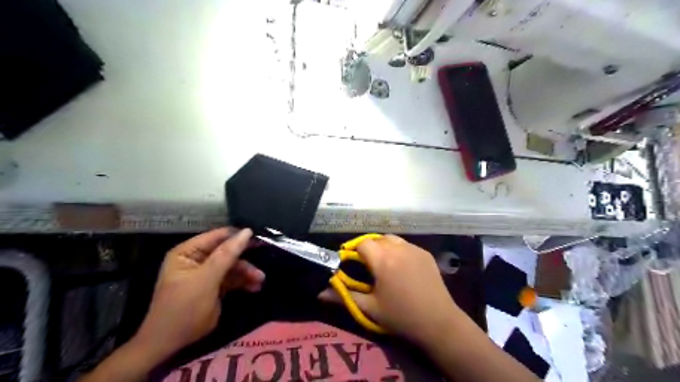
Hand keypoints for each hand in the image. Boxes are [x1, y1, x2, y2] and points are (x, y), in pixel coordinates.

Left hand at [133, 228, 261, 362]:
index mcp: (188, 252)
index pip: (218, 236)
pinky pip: (233, 279)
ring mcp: (206, 274)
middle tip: (265, 259)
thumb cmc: (184, 308)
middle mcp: (197, 259)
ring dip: (247, 272)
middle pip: (228, 251)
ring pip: (233, 266)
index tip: (260, 239)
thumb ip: (226, 255)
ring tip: (260, 280)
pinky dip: (244, 282)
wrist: (170, 345)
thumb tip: (247, 231)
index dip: (239, 236)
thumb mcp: (206, 279)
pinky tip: (255, 287)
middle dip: (245, 259)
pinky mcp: (214, 287)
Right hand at [321, 235, 461, 346]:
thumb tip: (320, 293)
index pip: (362, 243)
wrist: (438, 323)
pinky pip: (406, 245)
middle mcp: (398, 248)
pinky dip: (399, 250)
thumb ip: (344, 296)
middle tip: (368, 267)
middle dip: (369, 248)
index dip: (355, 251)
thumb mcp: (370, 308)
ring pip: (392, 239)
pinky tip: (402, 268)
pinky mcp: (425, 254)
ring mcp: (414, 249)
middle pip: (377, 238)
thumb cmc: (400, 316)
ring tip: (384, 265)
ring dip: (384, 247)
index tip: (353, 265)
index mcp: (383, 259)